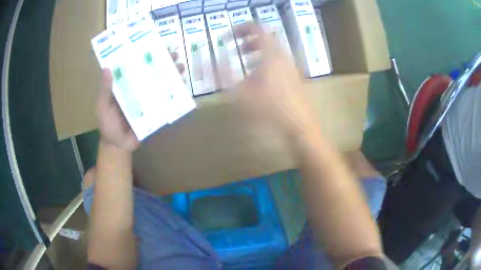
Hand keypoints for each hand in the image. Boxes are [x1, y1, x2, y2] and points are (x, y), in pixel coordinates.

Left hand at [97, 52, 184, 150]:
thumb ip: (105, 90)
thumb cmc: (107, 125)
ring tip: (181, 66)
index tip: (154, 43)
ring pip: (161, 83)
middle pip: (152, 71)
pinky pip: (166, 100)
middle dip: (164, 61)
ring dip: (172, 74)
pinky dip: (175, 94)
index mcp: (125, 84)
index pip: (136, 64)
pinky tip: (182, 86)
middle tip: (174, 53)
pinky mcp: (155, 111)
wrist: (118, 145)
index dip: (145, 54)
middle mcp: (138, 88)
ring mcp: (148, 99)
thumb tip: (107, 69)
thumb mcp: (103, 106)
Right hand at [230, 23, 318, 136]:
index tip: (231, 35)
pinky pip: (279, 62)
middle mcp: (283, 56)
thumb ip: (225, 76)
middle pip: (266, 39)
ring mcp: (291, 66)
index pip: (258, 29)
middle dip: (250, 41)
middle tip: (238, 50)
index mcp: (271, 54)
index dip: (243, 28)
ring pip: (273, 51)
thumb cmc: (270, 108)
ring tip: (246, 63)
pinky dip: (266, 62)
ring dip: (258, 52)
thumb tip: (211, 63)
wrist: (299, 124)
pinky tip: (260, 78)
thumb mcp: (242, 93)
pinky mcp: (295, 76)